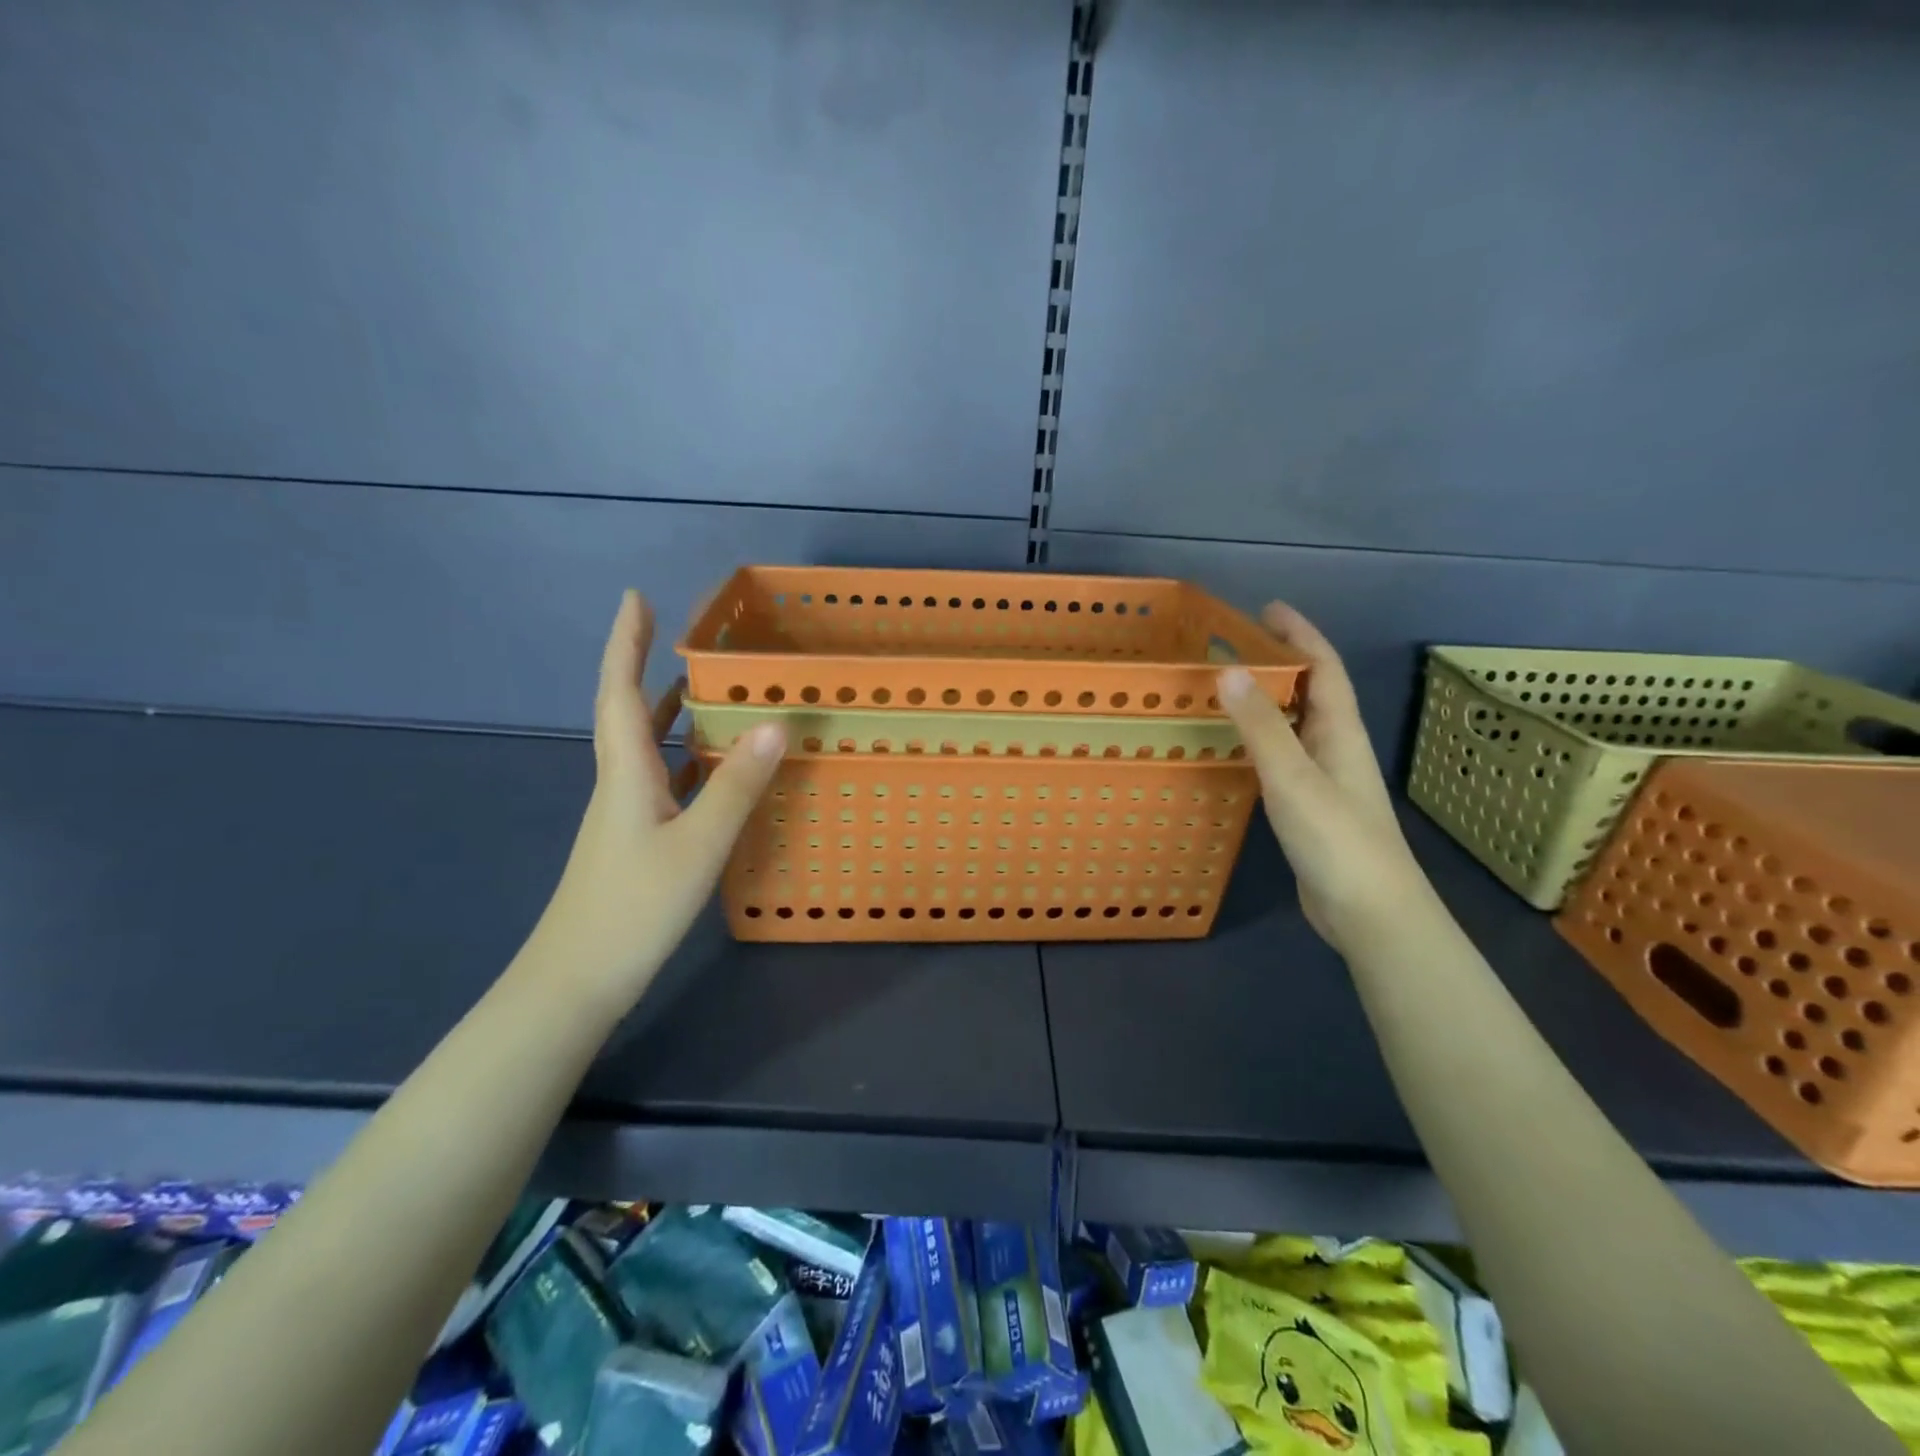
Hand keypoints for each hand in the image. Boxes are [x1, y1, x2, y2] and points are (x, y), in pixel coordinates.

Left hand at [521, 590, 784, 1012]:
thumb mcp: (697, 844)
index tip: (635, 597)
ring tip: (701, 688)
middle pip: (626, 710)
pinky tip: (711, 767)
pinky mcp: (634, 839)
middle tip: (674, 631)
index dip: (625, 642)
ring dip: (665, 710)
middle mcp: (619, 783)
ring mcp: (623, 813)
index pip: (619, 691)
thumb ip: (736, 785)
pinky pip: (660, 779)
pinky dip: (682, 758)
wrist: (576, 981)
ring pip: (644, 746)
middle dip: (643, 664)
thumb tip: (774, 724)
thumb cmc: (633, 908)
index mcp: (625, 772)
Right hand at [1217, 602, 1433, 954]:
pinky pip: (1283, 756)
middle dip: (1281, 660)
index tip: (1267, 609)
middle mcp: (1336, 748)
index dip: (1300, 633)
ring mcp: (1325, 780)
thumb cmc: (1336, 840)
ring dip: (1269, 699)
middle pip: (1311, 691)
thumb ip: (1260, 726)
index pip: (1323, 668)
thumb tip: (1228, 668)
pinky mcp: (1310, 807)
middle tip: (1236, 644)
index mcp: (1340, 733)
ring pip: (1296, 724)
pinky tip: (1236, 748)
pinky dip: (1260, 739)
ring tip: (1228, 686)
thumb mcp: (1293, 778)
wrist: (1370, 913)